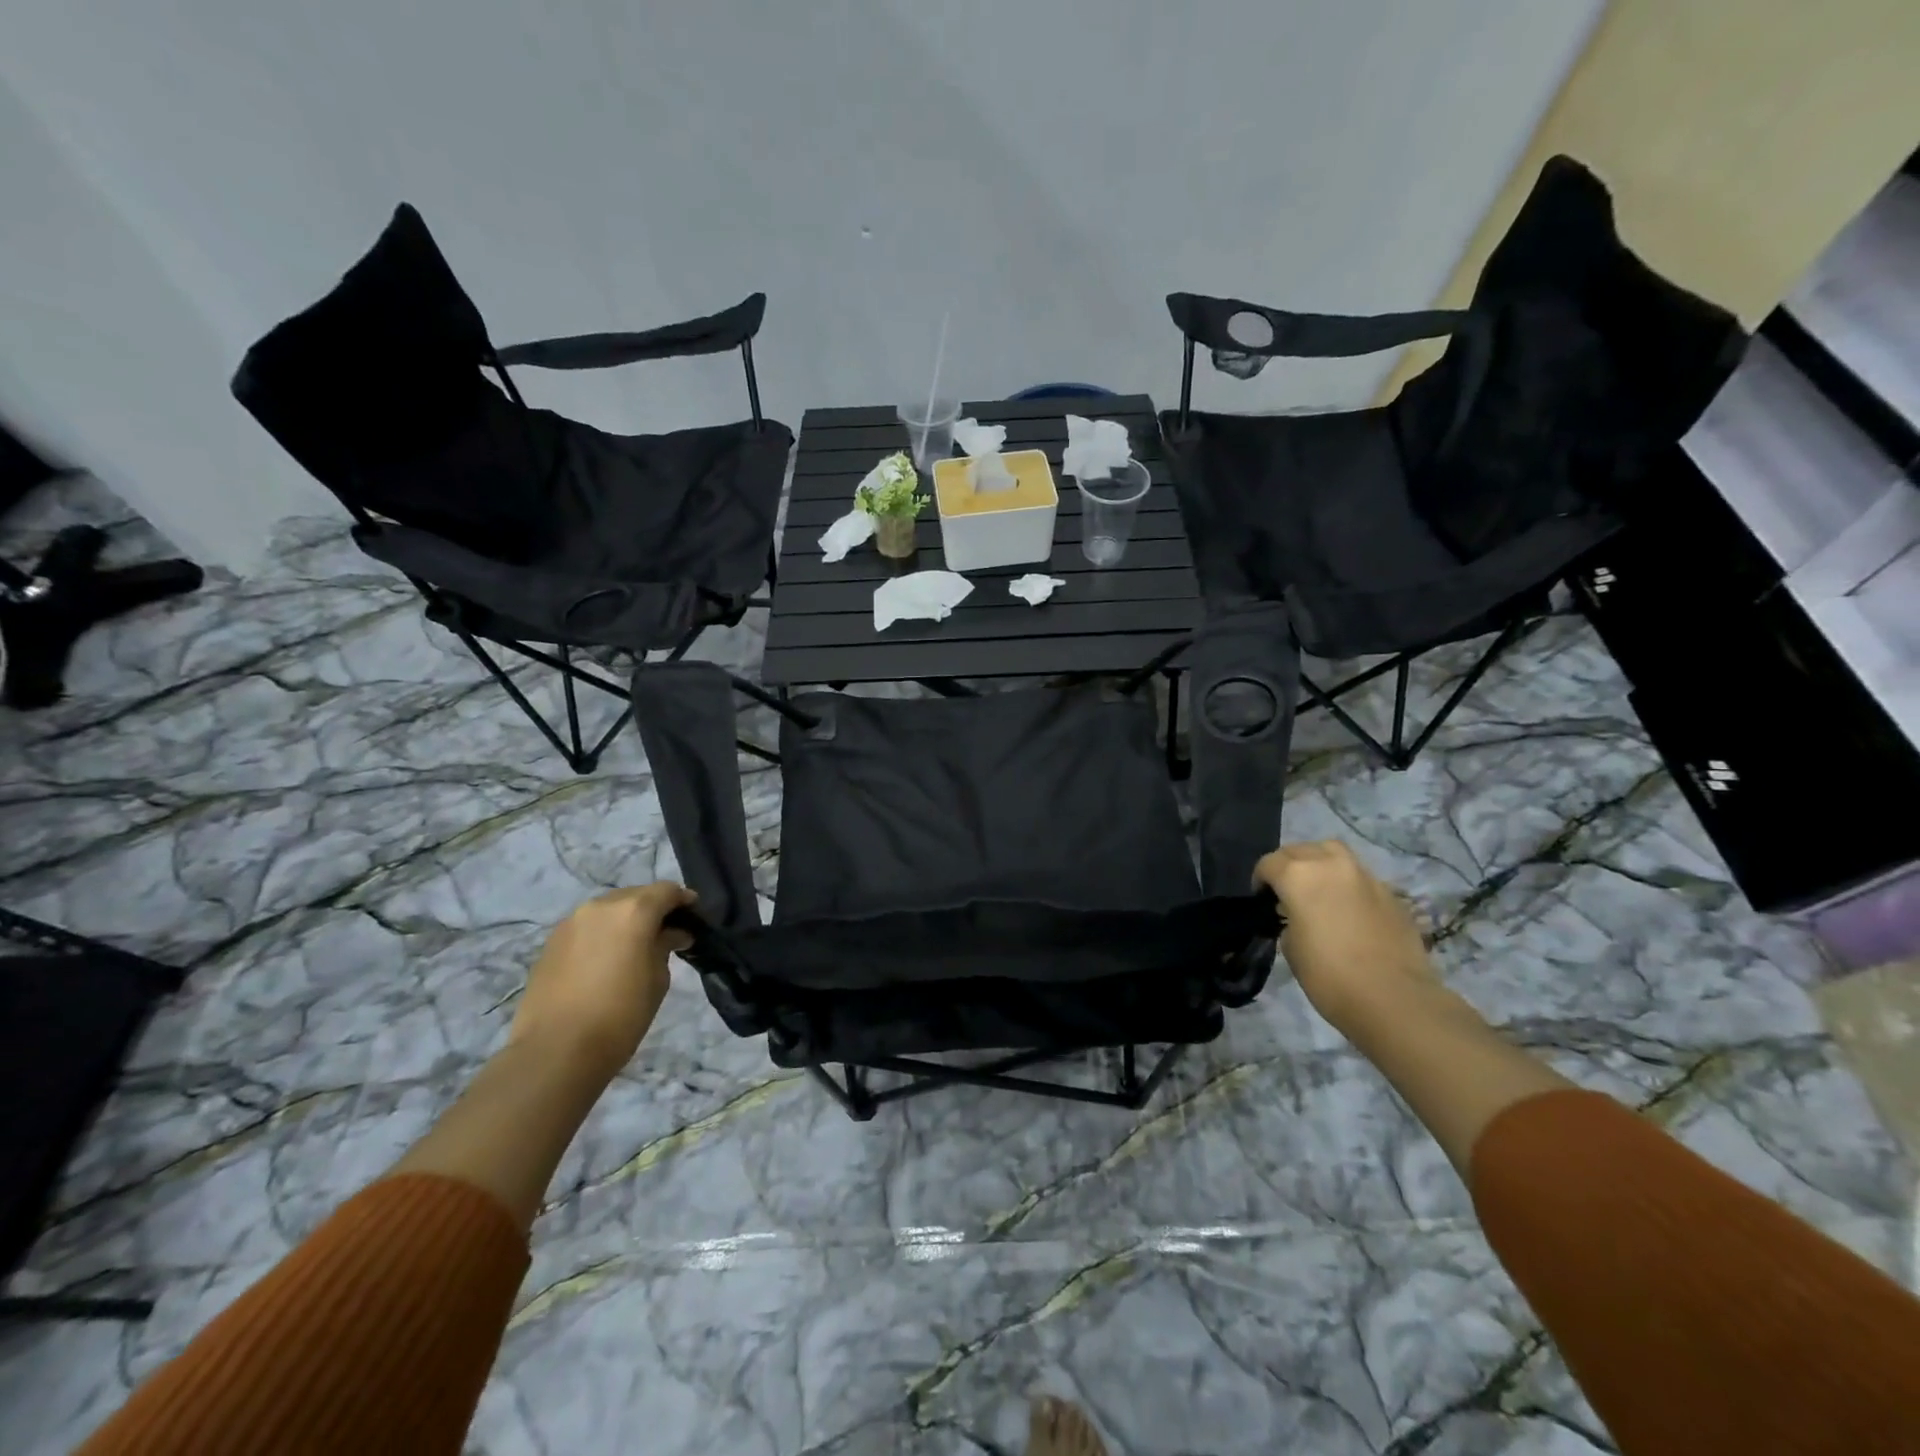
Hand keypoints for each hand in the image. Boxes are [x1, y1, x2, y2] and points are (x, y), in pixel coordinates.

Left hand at [508, 882, 694, 1081]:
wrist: (555, 1051)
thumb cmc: (621, 1015)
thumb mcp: (658, 979)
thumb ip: (665, 946)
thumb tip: (671, 934)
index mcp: (634, 910)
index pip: (667, 891)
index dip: (684, 900)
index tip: (694, 916)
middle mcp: (601, 906)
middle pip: (635, 896)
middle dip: (653, 909)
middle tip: (666, 932)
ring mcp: (571, 922)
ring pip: (608, 910)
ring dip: (625, 920)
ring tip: (634, 946)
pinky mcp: (551, 942)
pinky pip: (587, 927)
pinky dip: (602, 934)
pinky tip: (606, 959)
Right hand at [1255, 841, 1442, 1037]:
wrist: (1394, 999)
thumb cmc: (1329, 976)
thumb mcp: (1290, 947)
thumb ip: (1289, 920)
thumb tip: (1297, 916)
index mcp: (1298, 876)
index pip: (1269, 863)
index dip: (1260, 880)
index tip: (1262, 901)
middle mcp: (1331, 865)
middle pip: (1300, 850)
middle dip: (1288, 865)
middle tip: (1286, 892)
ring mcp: (1365, 876)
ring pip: (1333, 853)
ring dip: (1319, 863)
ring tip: (1317, 889)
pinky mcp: (1390, 893)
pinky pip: (1360, 877)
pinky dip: (1347, 884)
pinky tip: (1348, 910)